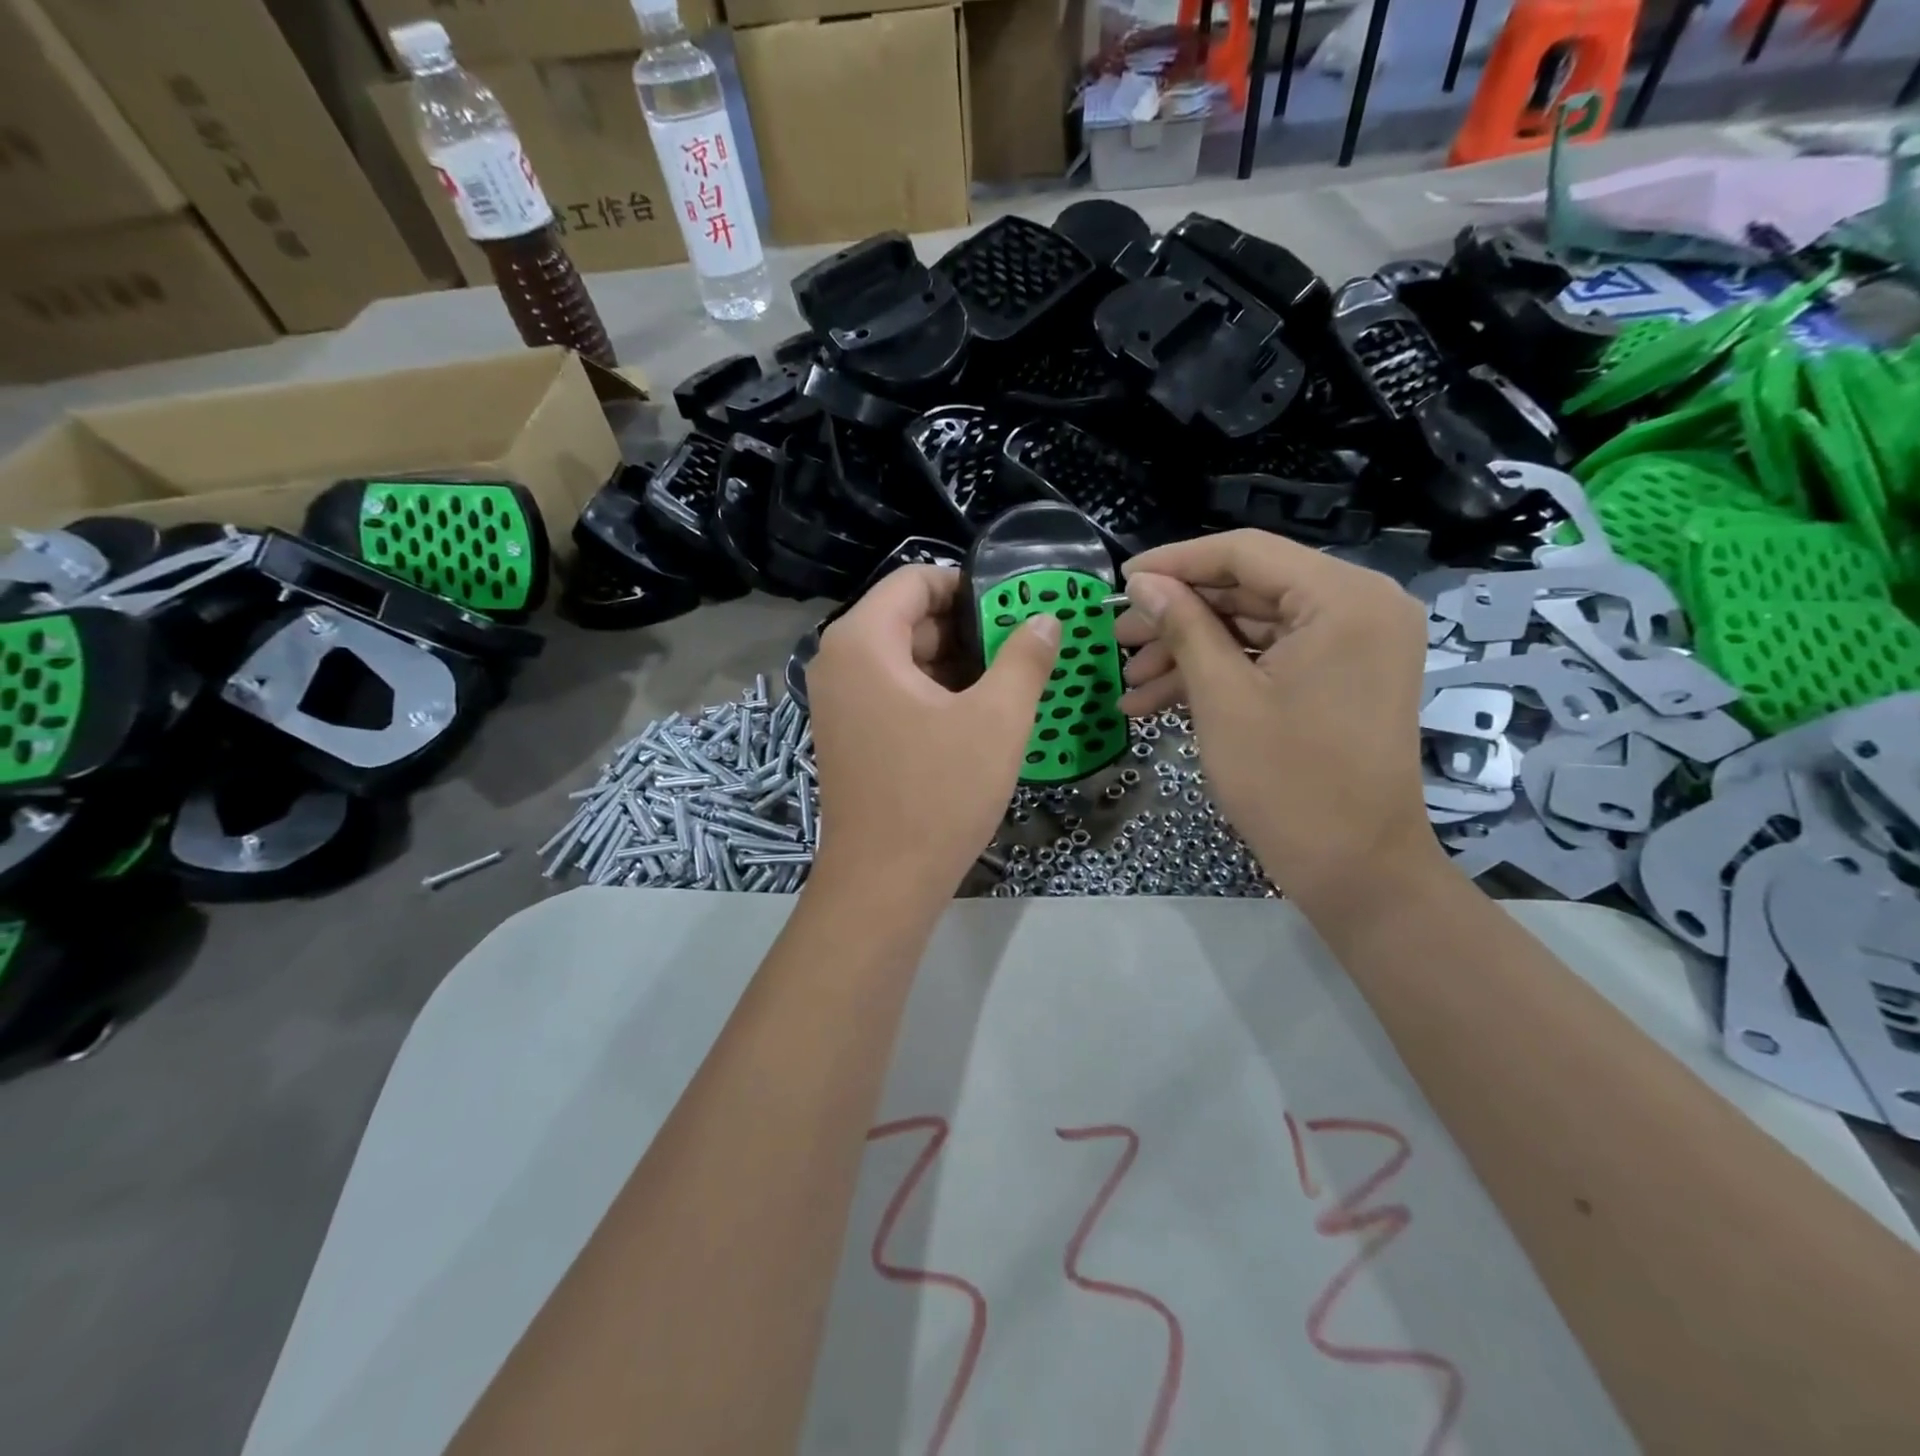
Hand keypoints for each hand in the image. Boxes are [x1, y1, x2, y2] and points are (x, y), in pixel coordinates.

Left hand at [805, 565, 1059, 909]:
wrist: (884, 882)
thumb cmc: (939, 793)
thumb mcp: (997, 720)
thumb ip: (1025, 659)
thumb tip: (1044, 619)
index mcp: (863, 642)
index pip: (915, 580)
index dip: (968, 587)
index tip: (1013, 610)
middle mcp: (838, 662)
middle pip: (908, 618)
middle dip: (967, 629)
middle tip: (1021, 648)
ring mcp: (838, 701)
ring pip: (903, 658)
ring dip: (955, 664)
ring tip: (1008, 683)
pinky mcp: (848, 734)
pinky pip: (892, 691)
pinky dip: (933, 693)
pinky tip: (975, 716)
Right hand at [1115, 531, 1439, 912]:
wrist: (1356, 869)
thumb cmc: (1288, 782)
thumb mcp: (1223, 698)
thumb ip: (1183, 626)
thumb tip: (1142, 582)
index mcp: (1343, 598)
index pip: (1246, 553)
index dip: (1175, 563)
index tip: (1120, 580)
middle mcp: (1359, 606)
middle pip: (1249, 590)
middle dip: (1177, 617)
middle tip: (1117, 638)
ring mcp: (1354, 644)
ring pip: (1254, 628)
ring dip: (1190, 652)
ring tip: (1129, 681)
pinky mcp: (1341, 676)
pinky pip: (1272, 659)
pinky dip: (1220, 675)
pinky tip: (1158, 701)